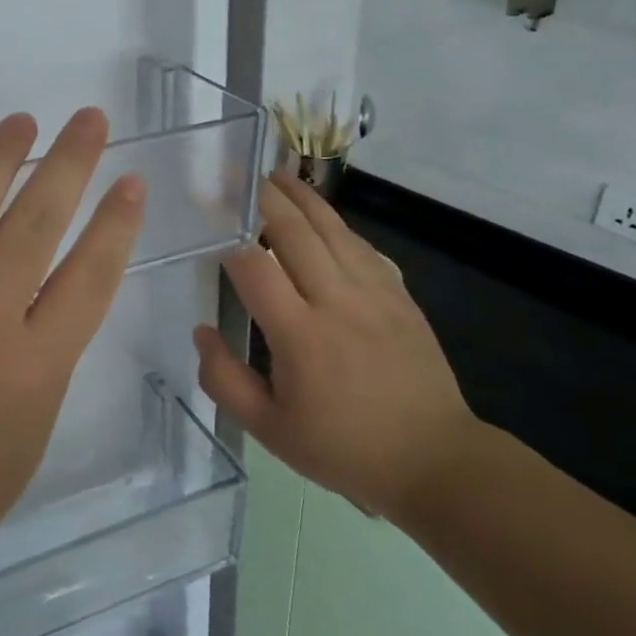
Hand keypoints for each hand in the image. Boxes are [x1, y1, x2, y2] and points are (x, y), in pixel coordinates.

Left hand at [0, 109, 145, 622]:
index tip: (131, 181)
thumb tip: (53, 282)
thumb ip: (48, 356)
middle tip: (89, 120)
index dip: (117, 222)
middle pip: (34, 225)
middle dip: (71, 163)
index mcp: (28, 372)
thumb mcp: (28, 436)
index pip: (89, 276)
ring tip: (23, 122)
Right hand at [192, 173, 475, 523]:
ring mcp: (375, 294)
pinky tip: (325, 218)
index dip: (230, 244)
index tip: (212, 230)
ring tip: (278, 175)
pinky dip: (338, 225)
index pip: (255, 269)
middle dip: (265, 200)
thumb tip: (201, 332)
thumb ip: (225, 380)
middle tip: (241, 176)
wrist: (434, 460)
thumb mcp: (269, 430)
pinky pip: (363, 247)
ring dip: (303, 198)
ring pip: (333, 230)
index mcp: (300, 335)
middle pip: (296, 233)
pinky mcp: (400, 296)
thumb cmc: (343, 449)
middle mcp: (337, 302)